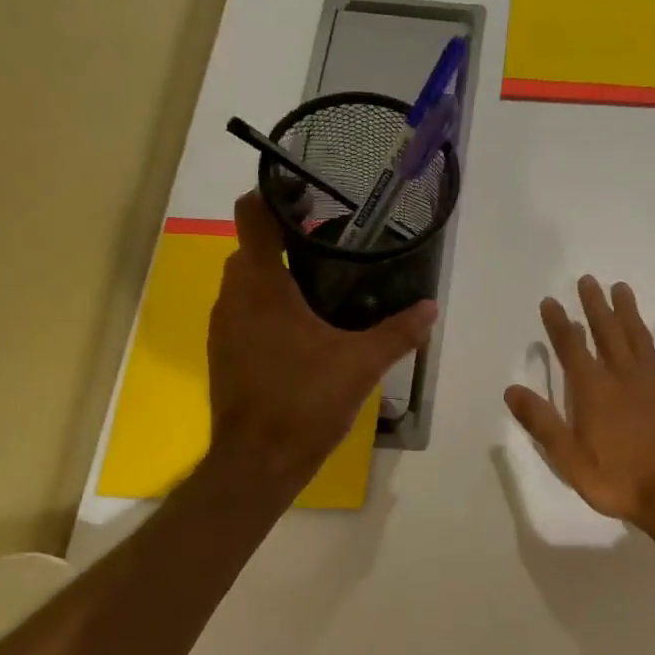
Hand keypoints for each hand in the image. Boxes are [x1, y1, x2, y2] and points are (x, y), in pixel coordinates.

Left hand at [208, 190, 435, 488]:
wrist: (258, 461)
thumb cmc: (305, 401)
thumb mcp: (361, 364)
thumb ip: (398, 333)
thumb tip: (430, 308)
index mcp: (261, 284)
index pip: (253, 214)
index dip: (275, 193)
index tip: (309, 194)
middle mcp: (233, 296)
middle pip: (253, 246)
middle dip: (289, 239)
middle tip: (335, 246)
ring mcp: (223, 326)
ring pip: (248, 282)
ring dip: (279, 275)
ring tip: (325, 285)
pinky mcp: (225, 353)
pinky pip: (246, 312)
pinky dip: (271, 306)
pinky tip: (306, 330)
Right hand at [504, 277, 654, 526]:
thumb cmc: (617, 479)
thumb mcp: (569, 458)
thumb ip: (542, 422)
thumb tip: (512, 390)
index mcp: (593, 390)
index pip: (571, 346)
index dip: (558, 322)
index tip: (550, 301)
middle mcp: (623, 376)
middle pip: (607, 332)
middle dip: (595, 305)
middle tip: (588, 280)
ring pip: (640, 337)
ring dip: (629, 312)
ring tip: (621, 288)